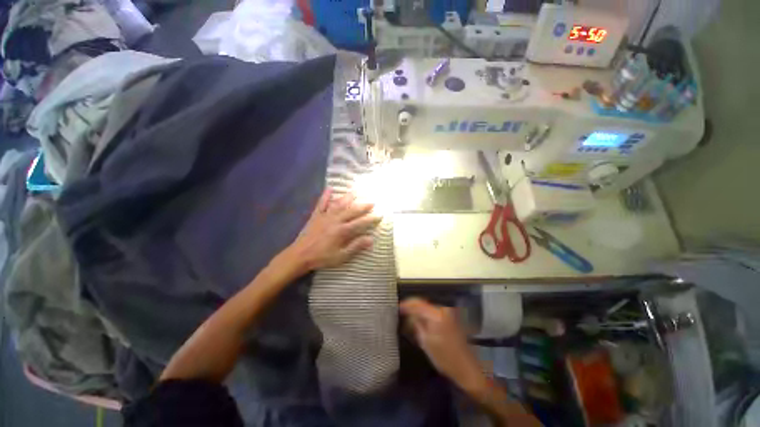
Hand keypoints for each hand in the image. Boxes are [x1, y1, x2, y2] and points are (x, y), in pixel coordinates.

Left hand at [290, 188, 380, 271]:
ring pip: (339, 204)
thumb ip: (356, 246)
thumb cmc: (322, 257)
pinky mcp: (316, 216)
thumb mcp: (341, 256)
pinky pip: (321, 204)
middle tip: (372, 201)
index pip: (360, 223)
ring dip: (348, 197)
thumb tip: (371, 239)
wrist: (300, 255)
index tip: (380, 214)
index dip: (371, 218)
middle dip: (363, 206)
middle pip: (352, 211)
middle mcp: (335, 220)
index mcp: (342, 231)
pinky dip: (325, 196)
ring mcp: (325, 216)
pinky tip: (330, 188)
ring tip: (356, 192)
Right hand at [400, 298, 487, 392]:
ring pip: (428, 308)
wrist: (466, 368)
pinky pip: (434, 313)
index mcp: (436, 315)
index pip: (417, 304)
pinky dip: (426, 316)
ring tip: (410, 319)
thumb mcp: (426, 342)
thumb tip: (409, 315)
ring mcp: (448, 314)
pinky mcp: (450, 318)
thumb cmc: (444, 358)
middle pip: (423, 304)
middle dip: (412, 308)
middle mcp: (442, 310)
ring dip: (419, 312)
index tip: (397, 307)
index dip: (406, 305)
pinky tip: (421, 323)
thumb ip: (417, 325)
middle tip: (402, 314)